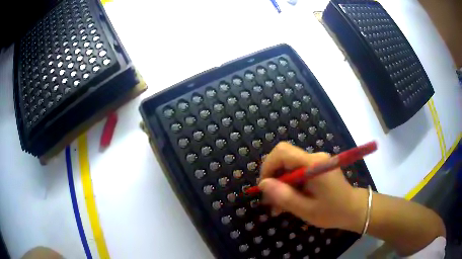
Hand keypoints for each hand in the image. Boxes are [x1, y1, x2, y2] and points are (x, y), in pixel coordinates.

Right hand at [258, 142, 366, 232]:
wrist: (353, 209)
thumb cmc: (333, 211)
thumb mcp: (306, 209)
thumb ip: (285, 196)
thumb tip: (262, 184)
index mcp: (314, 164)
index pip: (282, 152)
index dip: (268, 166)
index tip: (265, 187)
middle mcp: (315, 157)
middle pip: (284, 159)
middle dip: (273, 179)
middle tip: (270, 202)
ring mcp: (316, 161)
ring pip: (288, 167)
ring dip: (280, 185)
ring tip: (278, 207)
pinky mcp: (317, 167)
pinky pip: (296, 172)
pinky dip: (289, 185)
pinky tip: (289, 201)